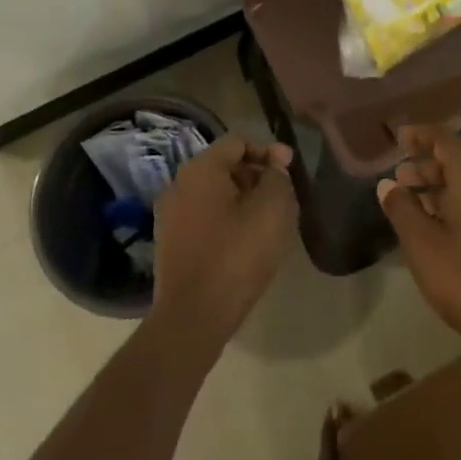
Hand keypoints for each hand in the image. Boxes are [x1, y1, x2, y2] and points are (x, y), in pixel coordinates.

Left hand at [153, 134, 296, 347]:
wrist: (193, 317)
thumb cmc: (236, 256)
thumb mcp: (271, 210)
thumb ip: (277, 178)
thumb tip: (274, 167)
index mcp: (200, 169)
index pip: (238, 142)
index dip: (268, 151)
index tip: (290, 170)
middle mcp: (179, 184)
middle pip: (225, 166)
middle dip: (256, 176)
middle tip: (283, 197)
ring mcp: (170, 214)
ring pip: (215, 194)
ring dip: (243, 199)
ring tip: (269, 222)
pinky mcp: (170, 242)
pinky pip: (204, 217)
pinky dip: (227, 220)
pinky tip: (246, 242)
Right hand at [377, 123, 460, 346]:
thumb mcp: (421, 244)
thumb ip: (402, 208)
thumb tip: (388, 185)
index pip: (446, 139)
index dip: (420, 135)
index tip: (399, 139)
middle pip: (458, 162)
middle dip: (426, 166)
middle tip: (400, 180)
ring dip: (440, 188)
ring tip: (414, 204)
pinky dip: (457, 204)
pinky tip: (439, 226)